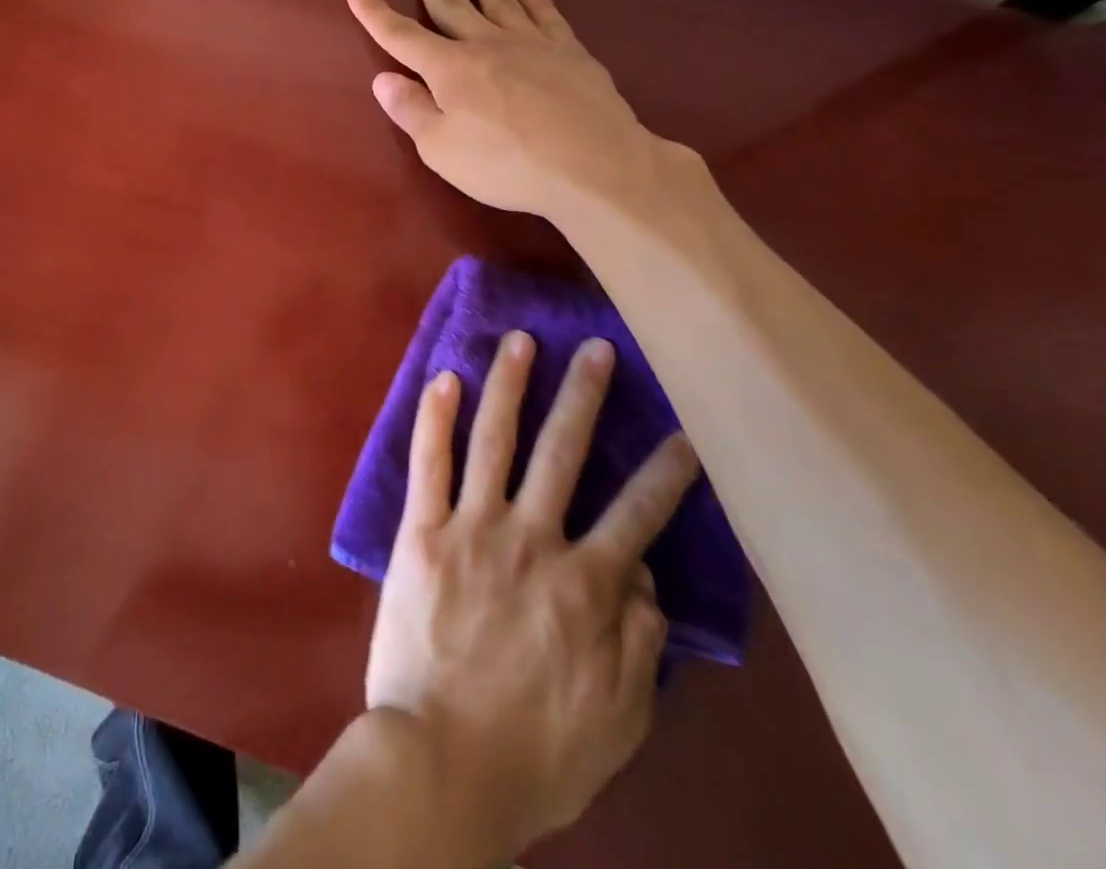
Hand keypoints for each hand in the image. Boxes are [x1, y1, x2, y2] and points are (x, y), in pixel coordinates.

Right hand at [345, 0, 699, 222]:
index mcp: (450, 70)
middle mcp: (487, 45)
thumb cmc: (507, 165)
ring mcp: (532, 44)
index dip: (374, 12)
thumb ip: (412, 111)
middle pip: (449, 1)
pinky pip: (546, 14)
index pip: (401, 36)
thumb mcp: (442, 150)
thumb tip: (383, 80)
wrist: (595, 164)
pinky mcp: (570, 52)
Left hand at [365, 330, 701, 862]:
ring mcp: (472, 527)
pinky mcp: (420, 531)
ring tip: (520, 340)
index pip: (638, 513)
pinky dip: (435, 418)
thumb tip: (646, 578)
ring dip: (510, 384)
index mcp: (586, 585)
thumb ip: (641, 644)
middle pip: (563, 451)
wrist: (441, 766)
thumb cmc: (536, 754)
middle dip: (584, 395)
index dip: (667, 471)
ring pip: (495, 439)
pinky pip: (428, 464)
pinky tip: (444, 378)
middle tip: (596, 348)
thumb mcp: (619, 720)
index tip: (685, 430)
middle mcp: (532, 539)